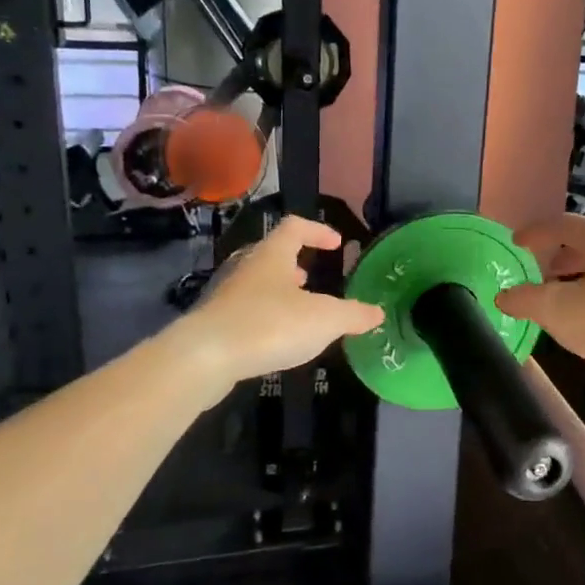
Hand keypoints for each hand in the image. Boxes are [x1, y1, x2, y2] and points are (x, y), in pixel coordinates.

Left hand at [181, 216, 384, 382]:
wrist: (206, 357)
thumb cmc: (270, 325)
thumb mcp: (324, 320)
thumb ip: (353, 314)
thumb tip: (377, 312)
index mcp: (273, 255)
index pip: (295, 227)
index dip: (317, 231)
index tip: (336, 244)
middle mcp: (247, 267)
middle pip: (272, 254)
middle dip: (294, 264)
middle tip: (311, 277)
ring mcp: (227, 294)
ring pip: (257, 283)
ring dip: (278, 291)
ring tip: (297, 309)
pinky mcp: (215, 323)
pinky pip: (246, 310)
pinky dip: (265, 316)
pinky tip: (275, 338)